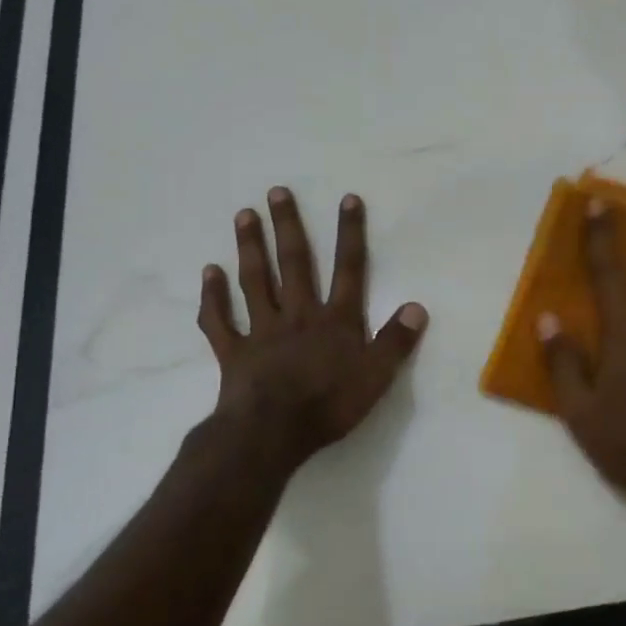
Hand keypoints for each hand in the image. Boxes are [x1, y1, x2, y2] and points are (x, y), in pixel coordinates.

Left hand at [197, 187, 426, 471]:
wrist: (272, 433)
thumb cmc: (330, 404)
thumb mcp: (377, 376)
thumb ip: (396, 340)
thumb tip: (417, 307)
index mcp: (336, 320)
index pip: (349, 269)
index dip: (350, 234)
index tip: (347, 199)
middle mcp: (299, 314)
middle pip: (295, 264)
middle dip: (289, 226)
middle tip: (276, 192)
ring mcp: (262, 330)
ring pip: (255, 281)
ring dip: (250, 247)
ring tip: (243, 214)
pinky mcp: (234, 351)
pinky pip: (220, 320)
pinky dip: (213, 296)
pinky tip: (208, 272)